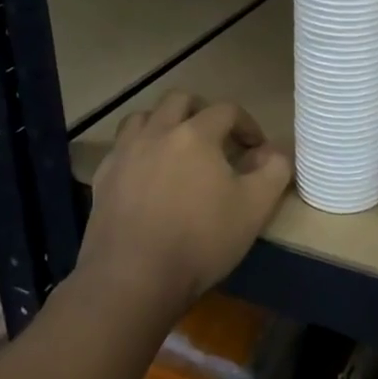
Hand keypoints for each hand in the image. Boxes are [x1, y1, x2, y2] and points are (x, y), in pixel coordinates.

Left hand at [82, 94, 292, 312]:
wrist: (133, 278)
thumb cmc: (200, 240)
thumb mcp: (255, 208)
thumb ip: (274, 171)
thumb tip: (273, 153)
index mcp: (196, 134)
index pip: (227, 110)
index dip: (247, 124)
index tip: (256, 149)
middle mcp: (157, 132)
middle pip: (179, 100)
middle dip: (203, 111)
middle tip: (216, 138)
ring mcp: (124, 154)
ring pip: (143, 117)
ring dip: (164, 123)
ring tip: (177, 148)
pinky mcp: (103, 178)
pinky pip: (121, 148)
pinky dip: (139, 150)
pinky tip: (147, 175)